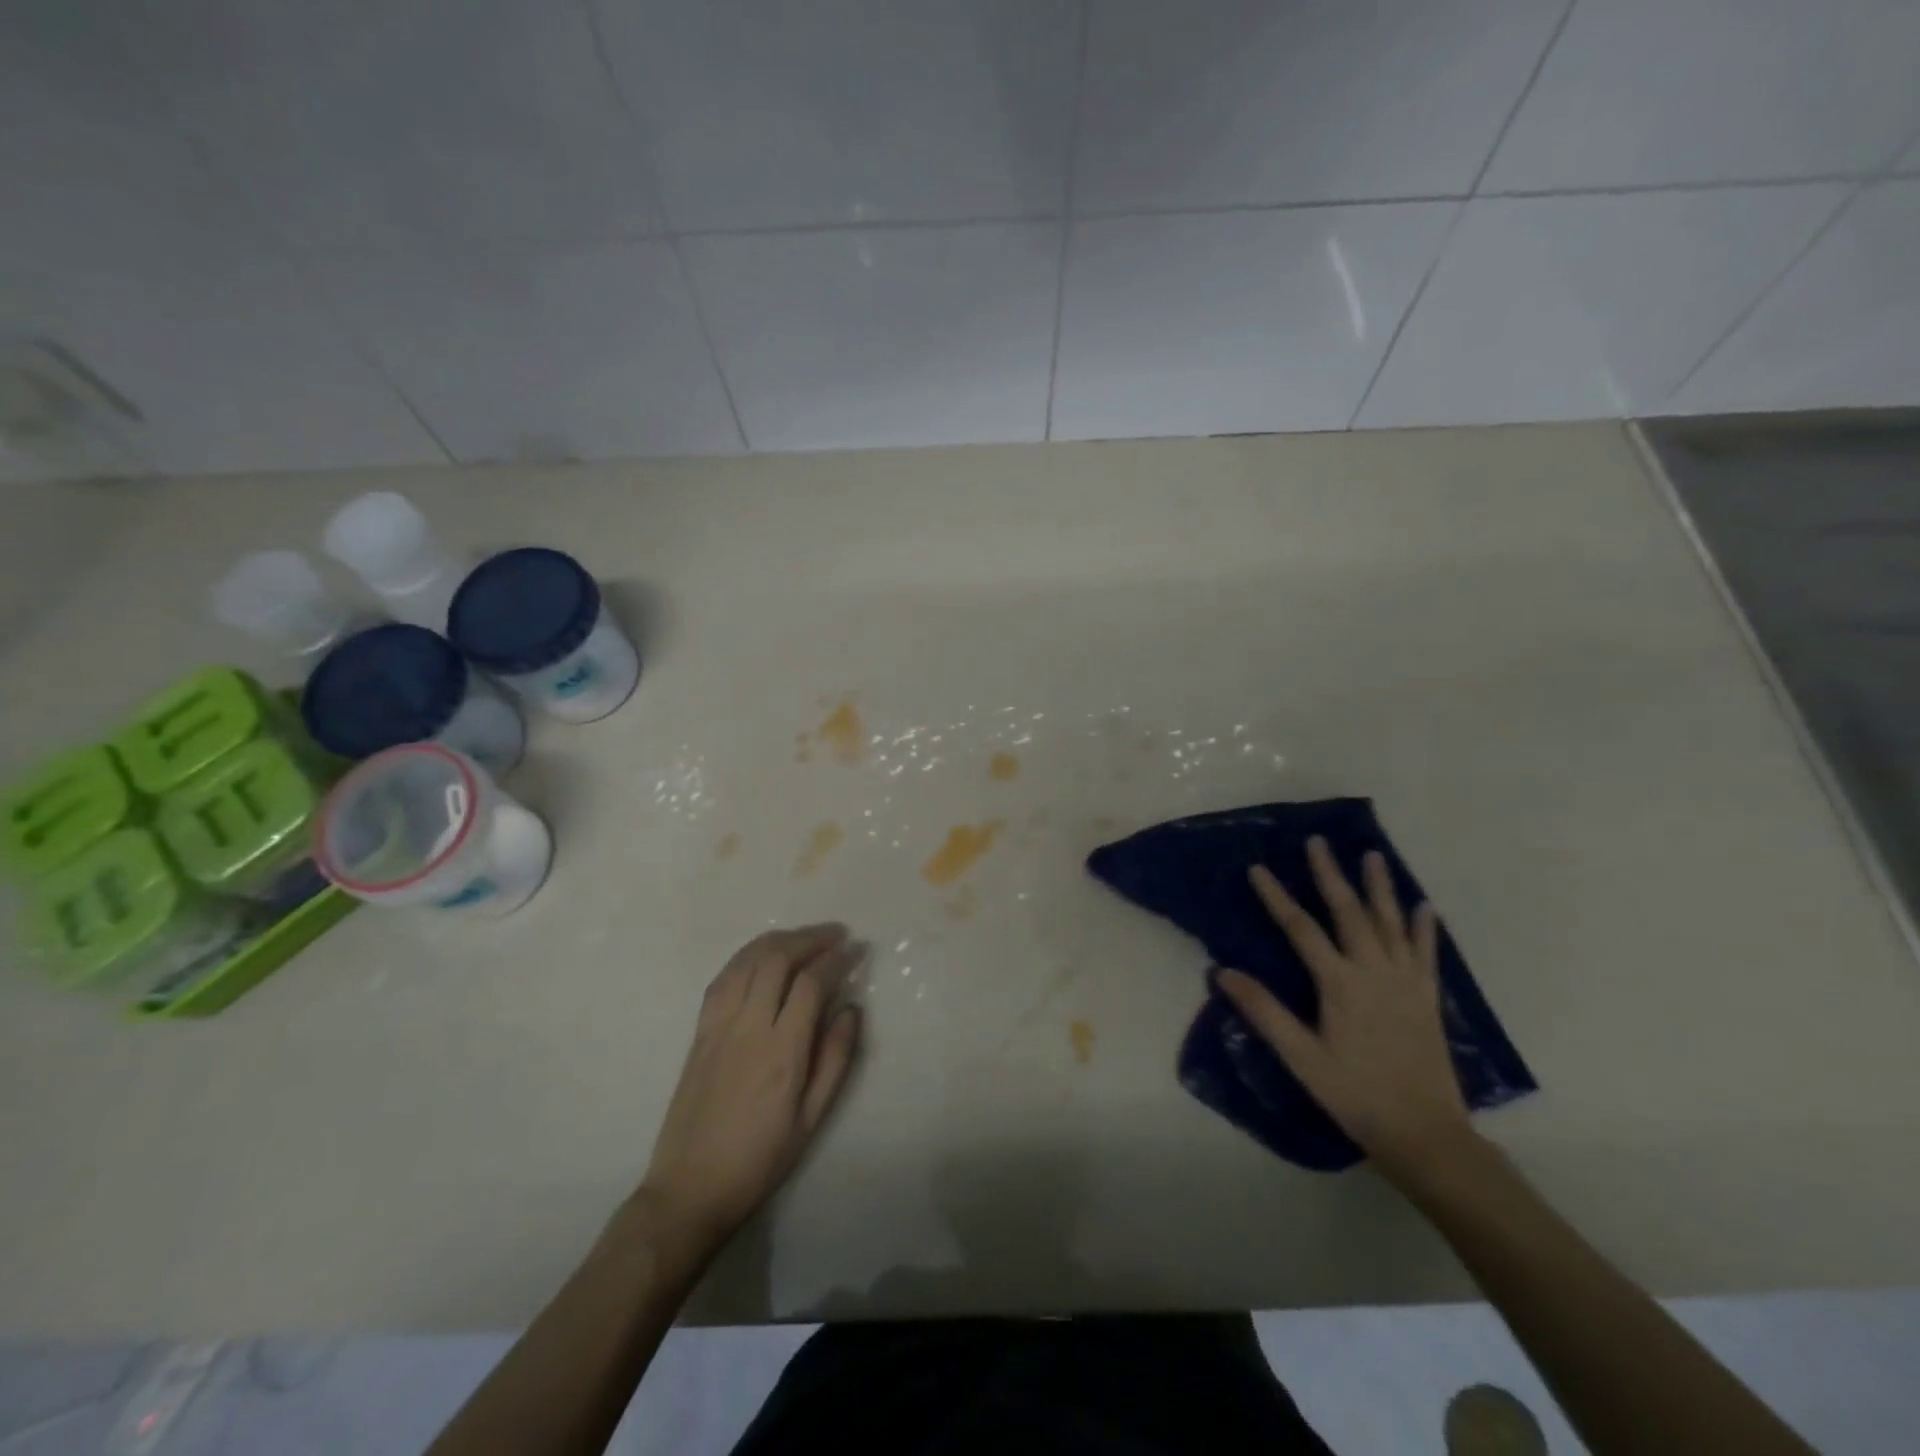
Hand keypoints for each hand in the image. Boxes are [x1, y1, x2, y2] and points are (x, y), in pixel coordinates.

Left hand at [638, 924, 861, 1255]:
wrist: (689, 1190)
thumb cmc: (758, 1160)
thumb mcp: (811, 1120)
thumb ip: (835, 1060)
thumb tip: (852, 1010)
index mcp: (781, 1051)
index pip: (811, 983)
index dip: (837, 959)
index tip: (857, 950)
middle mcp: (748, 1027)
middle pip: (777, 959)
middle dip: (809, 938)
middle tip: (835, 935)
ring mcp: (718, 1026)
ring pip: (747, 961)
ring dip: (778, 940)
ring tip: (803, 938)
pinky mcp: (699, 1032)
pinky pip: (723, 978)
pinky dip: (747, 957)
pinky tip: (762, 957)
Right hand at [1216, 837, 1473, 1181]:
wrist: (1426, 1134)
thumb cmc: (1355, 1094)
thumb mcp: (1300, 1057)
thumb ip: (1263, 1011)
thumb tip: (1222, 971)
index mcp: (1340, 984)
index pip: (1301, 929)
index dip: (1277, 897)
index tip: (1258, 868)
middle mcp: (1374, 972)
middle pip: (1349, 913)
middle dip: (1330, 875)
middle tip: (1319, 842)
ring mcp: (1406, 982)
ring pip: (1390, 923)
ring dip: (1380, 887)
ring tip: (1373, 855)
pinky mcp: (1428, 998)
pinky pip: (1427, 954)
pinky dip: (1424, 928)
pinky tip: (1425, 906)